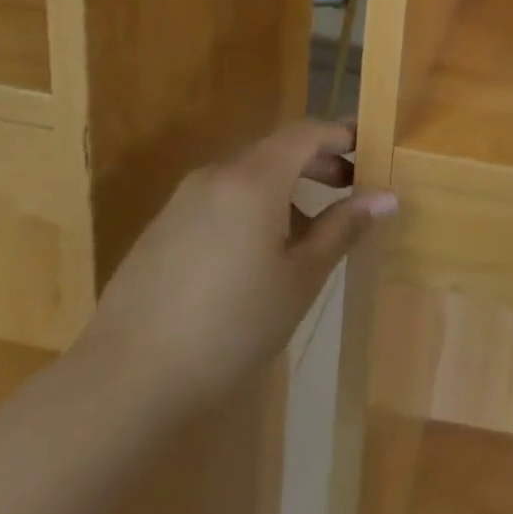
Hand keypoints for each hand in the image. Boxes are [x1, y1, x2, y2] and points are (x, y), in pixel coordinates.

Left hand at [73, 121, 395, 418]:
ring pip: (247, 173)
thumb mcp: (300, 278)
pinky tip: (258, 251)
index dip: (341, 135)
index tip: (370, 150)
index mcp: (254, 179)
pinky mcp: (162, 227)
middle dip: (317, 161)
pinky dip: (252, 203)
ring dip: (285, 184)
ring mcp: (183, 200)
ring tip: (309, 227)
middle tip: (349, 188)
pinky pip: (220, 196)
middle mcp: (217, 175)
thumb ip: (343, 228)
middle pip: (277, 148)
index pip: (306, 133)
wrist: (125, 380)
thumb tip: (386, 197)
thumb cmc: (231, 325)